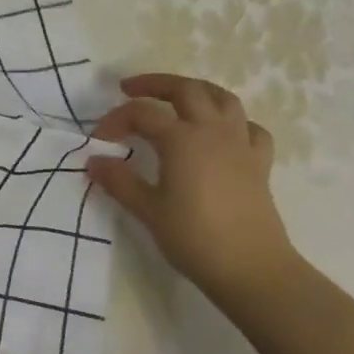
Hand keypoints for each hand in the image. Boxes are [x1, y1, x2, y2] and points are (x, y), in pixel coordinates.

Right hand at [85, 74, 296, 305]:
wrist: (252, 269)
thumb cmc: (195, 238)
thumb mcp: (148, 211)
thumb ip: (119, 181)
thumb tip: (94, 161)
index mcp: (181, 139)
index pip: (142, 113)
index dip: (116, 119)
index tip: (99, 139)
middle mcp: (212, 131)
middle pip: (185, 89)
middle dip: (155, 84)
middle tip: (130, 90)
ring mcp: (240, 144)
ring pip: (222, 98)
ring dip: (196, 91)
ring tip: (178, 98)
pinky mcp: (259, 163)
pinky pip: (250, 128)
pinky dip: (234, 122)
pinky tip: (222, 133)